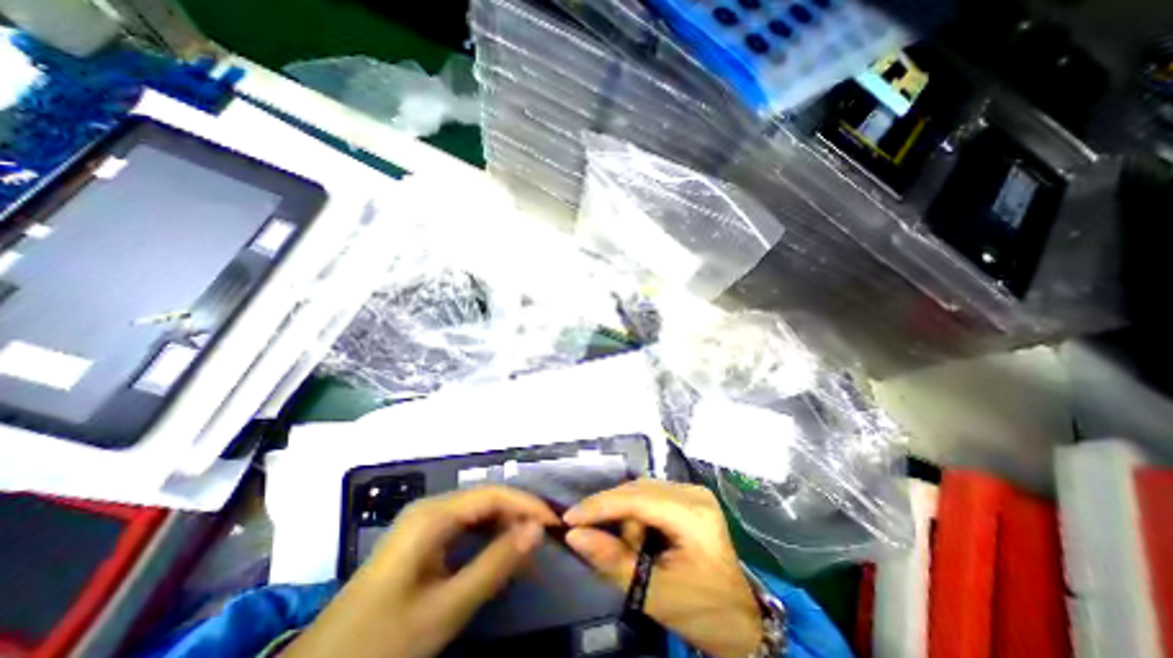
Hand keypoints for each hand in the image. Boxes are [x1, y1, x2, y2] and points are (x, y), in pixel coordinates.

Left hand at [284, 483, 557, 657]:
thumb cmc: (383, 639)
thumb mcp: (446, 607)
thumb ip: (496, 564)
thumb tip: (537, 530)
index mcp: (433, 514)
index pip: (493, 494)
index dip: (527, 504)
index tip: (554, 522)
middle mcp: (430, 508)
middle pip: (485, 500)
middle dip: (517, 514)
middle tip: (545, 537)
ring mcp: (423, 523)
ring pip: (476, 512)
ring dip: (504, 525)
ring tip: (529, 545)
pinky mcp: (421, 539)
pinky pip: (463, 527)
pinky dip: (487, 537)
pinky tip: (500, 552)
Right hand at [566, 478, 766, 657]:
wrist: (738, 620)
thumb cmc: (701, 610)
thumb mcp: (653, 592)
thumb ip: (612, 560)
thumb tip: (574, 536)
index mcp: (693, 514)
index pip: (637, 498)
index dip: (600, 506)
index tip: (570, 518)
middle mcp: (693, 492)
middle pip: (637, 490)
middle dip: (613, 514)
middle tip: (599, 540)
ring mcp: (693, 491)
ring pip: (641, 490)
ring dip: (626, 516)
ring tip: (633, 549)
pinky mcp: (689, 497)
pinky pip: (650, 495)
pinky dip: (636, 514)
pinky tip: (640, 538)